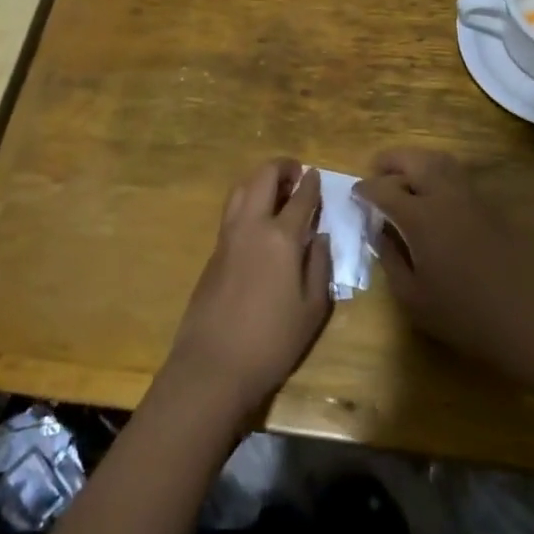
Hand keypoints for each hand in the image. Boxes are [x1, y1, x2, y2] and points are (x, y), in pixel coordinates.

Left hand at [163, 158, 333, 416]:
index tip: (317, 175)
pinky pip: (232, 210)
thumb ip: (320, 265)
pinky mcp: (213, 251)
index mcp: (281, 237)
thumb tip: (320, 237)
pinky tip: (258, 218)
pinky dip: (247, 199)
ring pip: (242, 188)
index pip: (300, 197)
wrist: (213, 366)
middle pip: (263, 177)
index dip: (312, 183)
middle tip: (296, 173)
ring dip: (260, 179)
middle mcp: (252, 225)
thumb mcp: (312, 308)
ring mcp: (227, 236)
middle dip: (282, 167)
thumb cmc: (272, 341)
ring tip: (276, 189)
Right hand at [358, 149, 533, 386]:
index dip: (365, 190)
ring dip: (417, 162)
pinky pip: (458, 176)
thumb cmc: (468, 317)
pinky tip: (435, 197)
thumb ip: (391, 259)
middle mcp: (446, 195)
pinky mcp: (493, 206)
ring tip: (404, 178)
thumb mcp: (415, 299)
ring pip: (440, 161)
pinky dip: (438, 174)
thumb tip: (380, 231)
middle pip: (414, 160)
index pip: (384, 190)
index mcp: (421, 217)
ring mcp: (473, 197)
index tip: (355, 195)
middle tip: (376, 172)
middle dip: (390, 161)